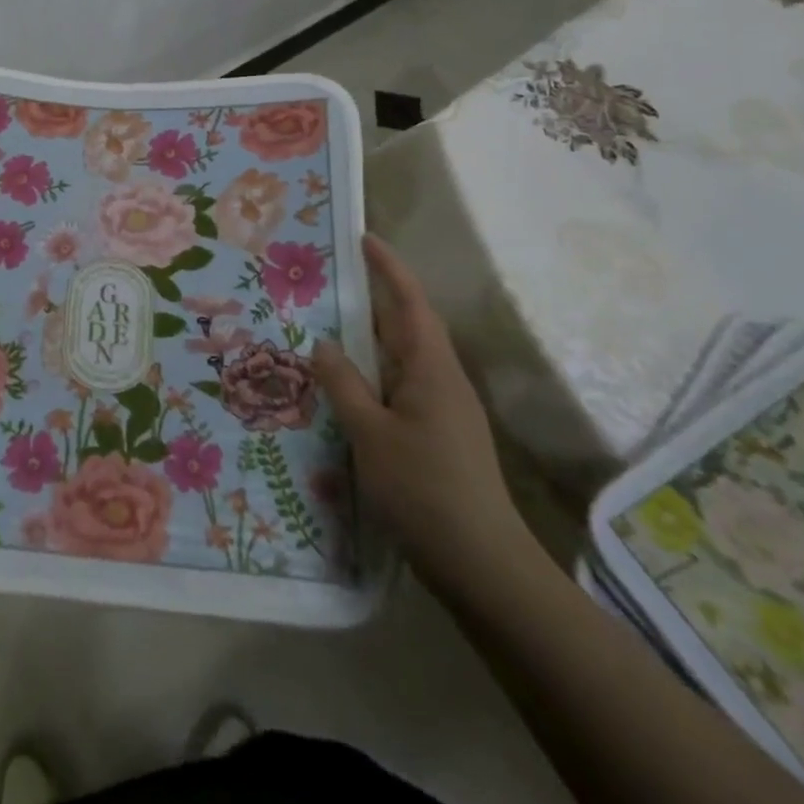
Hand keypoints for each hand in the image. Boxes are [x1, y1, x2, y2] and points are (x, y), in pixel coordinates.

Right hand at [313, 235, 531, 593]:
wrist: (482, 564)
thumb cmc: (424, 488)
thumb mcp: (370, 433)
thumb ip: (344, 383)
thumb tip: (322, 343)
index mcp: (432, 370)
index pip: (411, 303)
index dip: (389, 268)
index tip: (364, 239)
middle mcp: (443, 381)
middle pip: (408, 327)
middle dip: (375, 300)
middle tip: (332, 281)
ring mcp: (445, 410)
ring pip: (403, 360)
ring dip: (371, 340)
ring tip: (329, 328)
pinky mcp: (439, 436)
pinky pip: (402, 388)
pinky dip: (374, 375)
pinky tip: (348, 388)